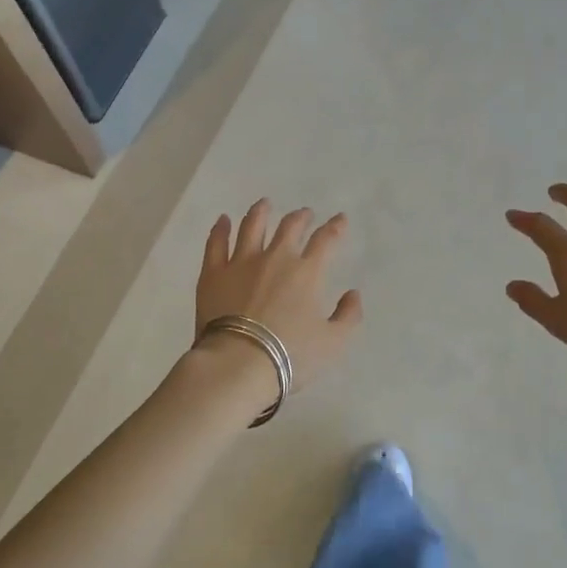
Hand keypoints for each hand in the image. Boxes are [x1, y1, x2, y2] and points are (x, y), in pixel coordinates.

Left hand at [197, 200, 363, 393]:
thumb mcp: (333, 343)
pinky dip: (220, 229)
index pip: (325, 240)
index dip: (335, 227)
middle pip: (289, 227)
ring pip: (252, 227)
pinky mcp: (213, 273)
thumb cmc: (290, 355)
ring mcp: (241, 262)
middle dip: (300, 217)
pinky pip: (216, 243)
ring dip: (260, 212)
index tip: (340, 219)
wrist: (239, 363)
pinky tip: (223, 220)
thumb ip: (348, 316)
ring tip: (264, 204)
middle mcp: (275, 258)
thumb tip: (353, 294)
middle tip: (304, 214)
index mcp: (307, 272)